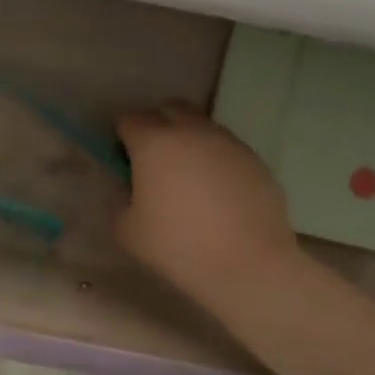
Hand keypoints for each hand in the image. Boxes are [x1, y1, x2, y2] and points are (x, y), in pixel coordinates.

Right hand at [115, 101, 299, 304]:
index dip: (121, 136)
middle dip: (156, 123)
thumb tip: (128, 187)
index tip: (122, 159)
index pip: (129, 119)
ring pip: (201, 124)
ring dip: (188, 138)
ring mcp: (228, 143)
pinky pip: (226, 148)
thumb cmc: (178, 246)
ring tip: (186, 175)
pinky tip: (215, 191)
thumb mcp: (126, 230)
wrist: (249, 266)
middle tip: (152, 157)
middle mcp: (192, 132)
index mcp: (154, 143)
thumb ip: (119, 199)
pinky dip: (214, 158)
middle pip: (169, 108)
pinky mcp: (255, 160)